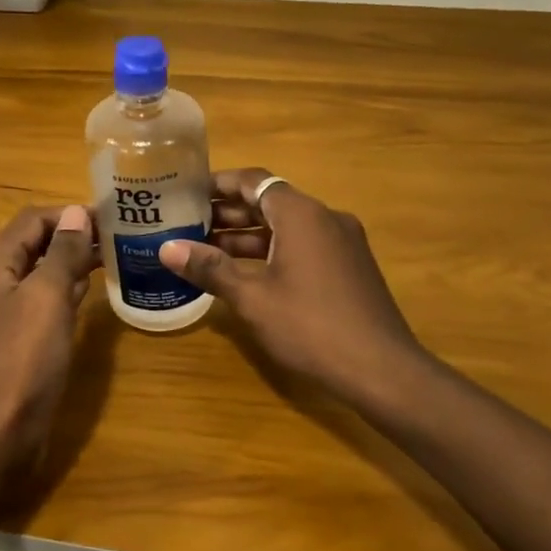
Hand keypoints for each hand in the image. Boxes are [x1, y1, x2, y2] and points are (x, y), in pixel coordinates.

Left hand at [0, 204, 99, 484]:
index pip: (30, 220)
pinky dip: (62, 291)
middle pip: (31, 244)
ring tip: (108, 259)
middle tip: (114, 238)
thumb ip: (62, 252)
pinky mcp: (12, 341)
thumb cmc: (25, 359)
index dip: (68, 214)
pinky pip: (38, 302)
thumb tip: (76, 212)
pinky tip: (87, 294)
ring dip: (68, 262)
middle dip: (70, 236)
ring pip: (36, 274)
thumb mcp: (48, 297)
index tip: (108, 218)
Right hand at [160, 169, 429, 405]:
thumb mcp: (253, 298)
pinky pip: (303, 245)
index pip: (254, 181)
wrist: (383, 370)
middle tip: (188, 223)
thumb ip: (210, 268)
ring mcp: (342, 242)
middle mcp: (325, 217)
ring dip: (249, 235)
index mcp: (301, 214)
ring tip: (206, 249)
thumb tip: (167, 248)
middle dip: (229, 213)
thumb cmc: (311, 327)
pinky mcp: (350, 267)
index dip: (219, 184)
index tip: (187, 191)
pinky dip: (272, 251)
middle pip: (270, 202)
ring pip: (286, 227)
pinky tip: (246, 273)